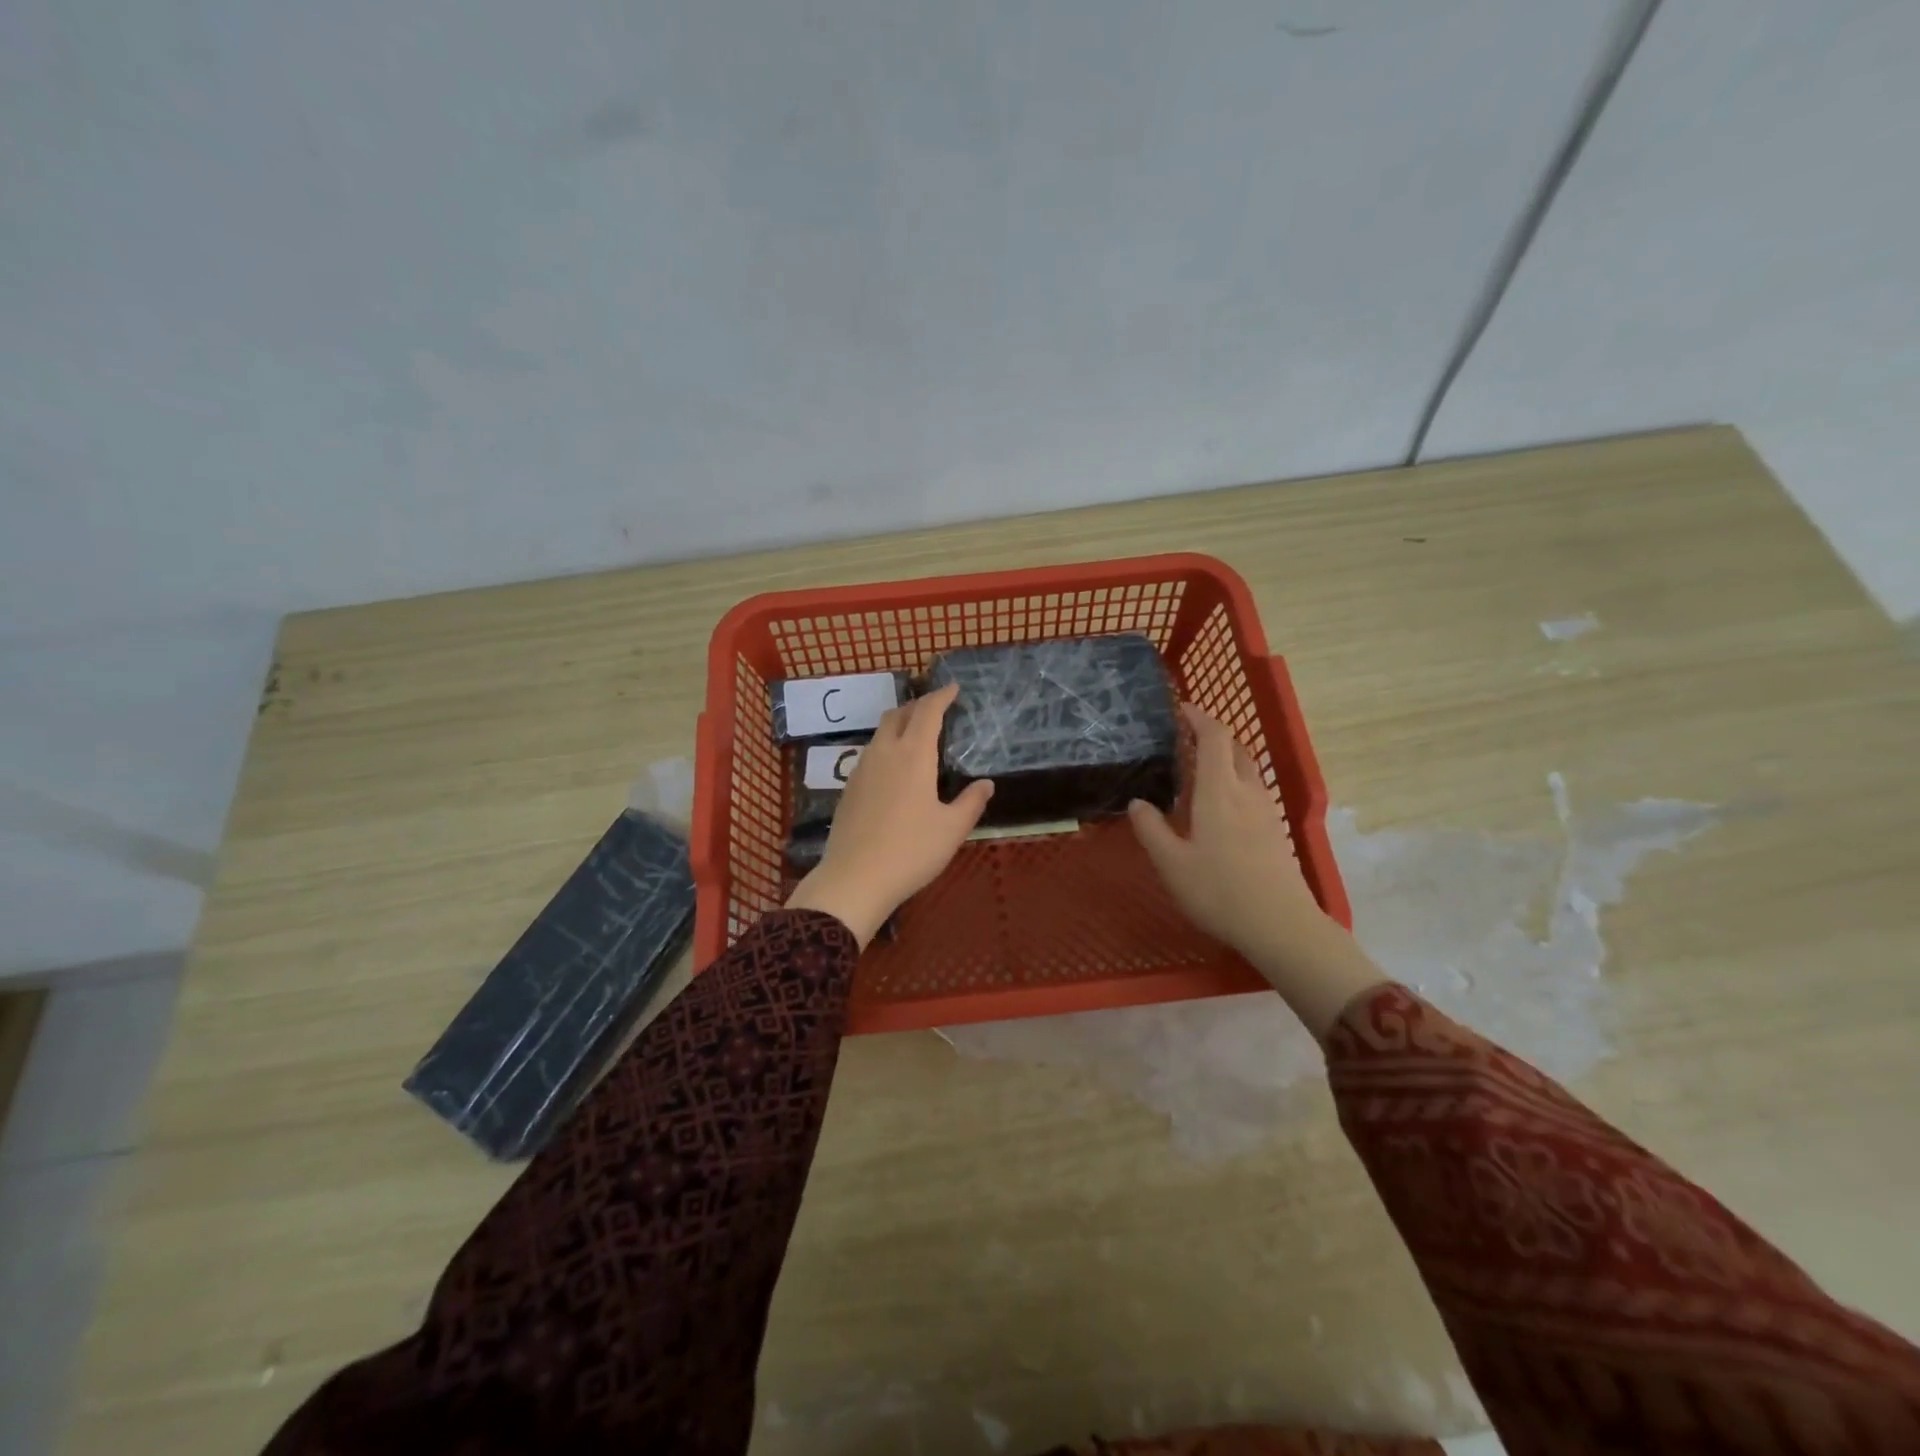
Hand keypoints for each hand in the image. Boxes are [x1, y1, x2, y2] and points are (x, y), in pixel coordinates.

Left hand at [785, 682, 993, 946]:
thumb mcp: (952, 829)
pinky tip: (894, 768)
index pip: (927, 712)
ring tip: (915, 735)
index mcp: (913, 755)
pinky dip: (886, 747)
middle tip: (935, 709)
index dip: (941, 696)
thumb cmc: (911, 851)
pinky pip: (870, 754)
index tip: (953, 688)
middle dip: (917, 706)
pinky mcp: (848, 788)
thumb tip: (986, 784)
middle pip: (898, 715)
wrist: (855, 879)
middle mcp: (884, 753)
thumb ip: (971, 802)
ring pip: (880, 734)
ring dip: (899, 725)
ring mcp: (861, 769)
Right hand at [1128, 705, 1383, 1039]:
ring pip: (1246, 770)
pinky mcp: (1275, 830)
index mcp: (1220, 791)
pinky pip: (1252, 790)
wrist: (1281, 926)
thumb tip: (1138, 802)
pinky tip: (1219, 806)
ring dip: (1224, 759)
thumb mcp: (1171, 864)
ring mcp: (1266, 811)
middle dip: (1212, 735)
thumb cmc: (1219, 892)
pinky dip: (1234, 782)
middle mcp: (1247, 791)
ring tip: (1197, 771)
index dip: (1199, 717)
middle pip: (1234, 748)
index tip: (1181, 709)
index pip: (1214, 737)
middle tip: (1184, 739)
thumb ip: (1151, 829)